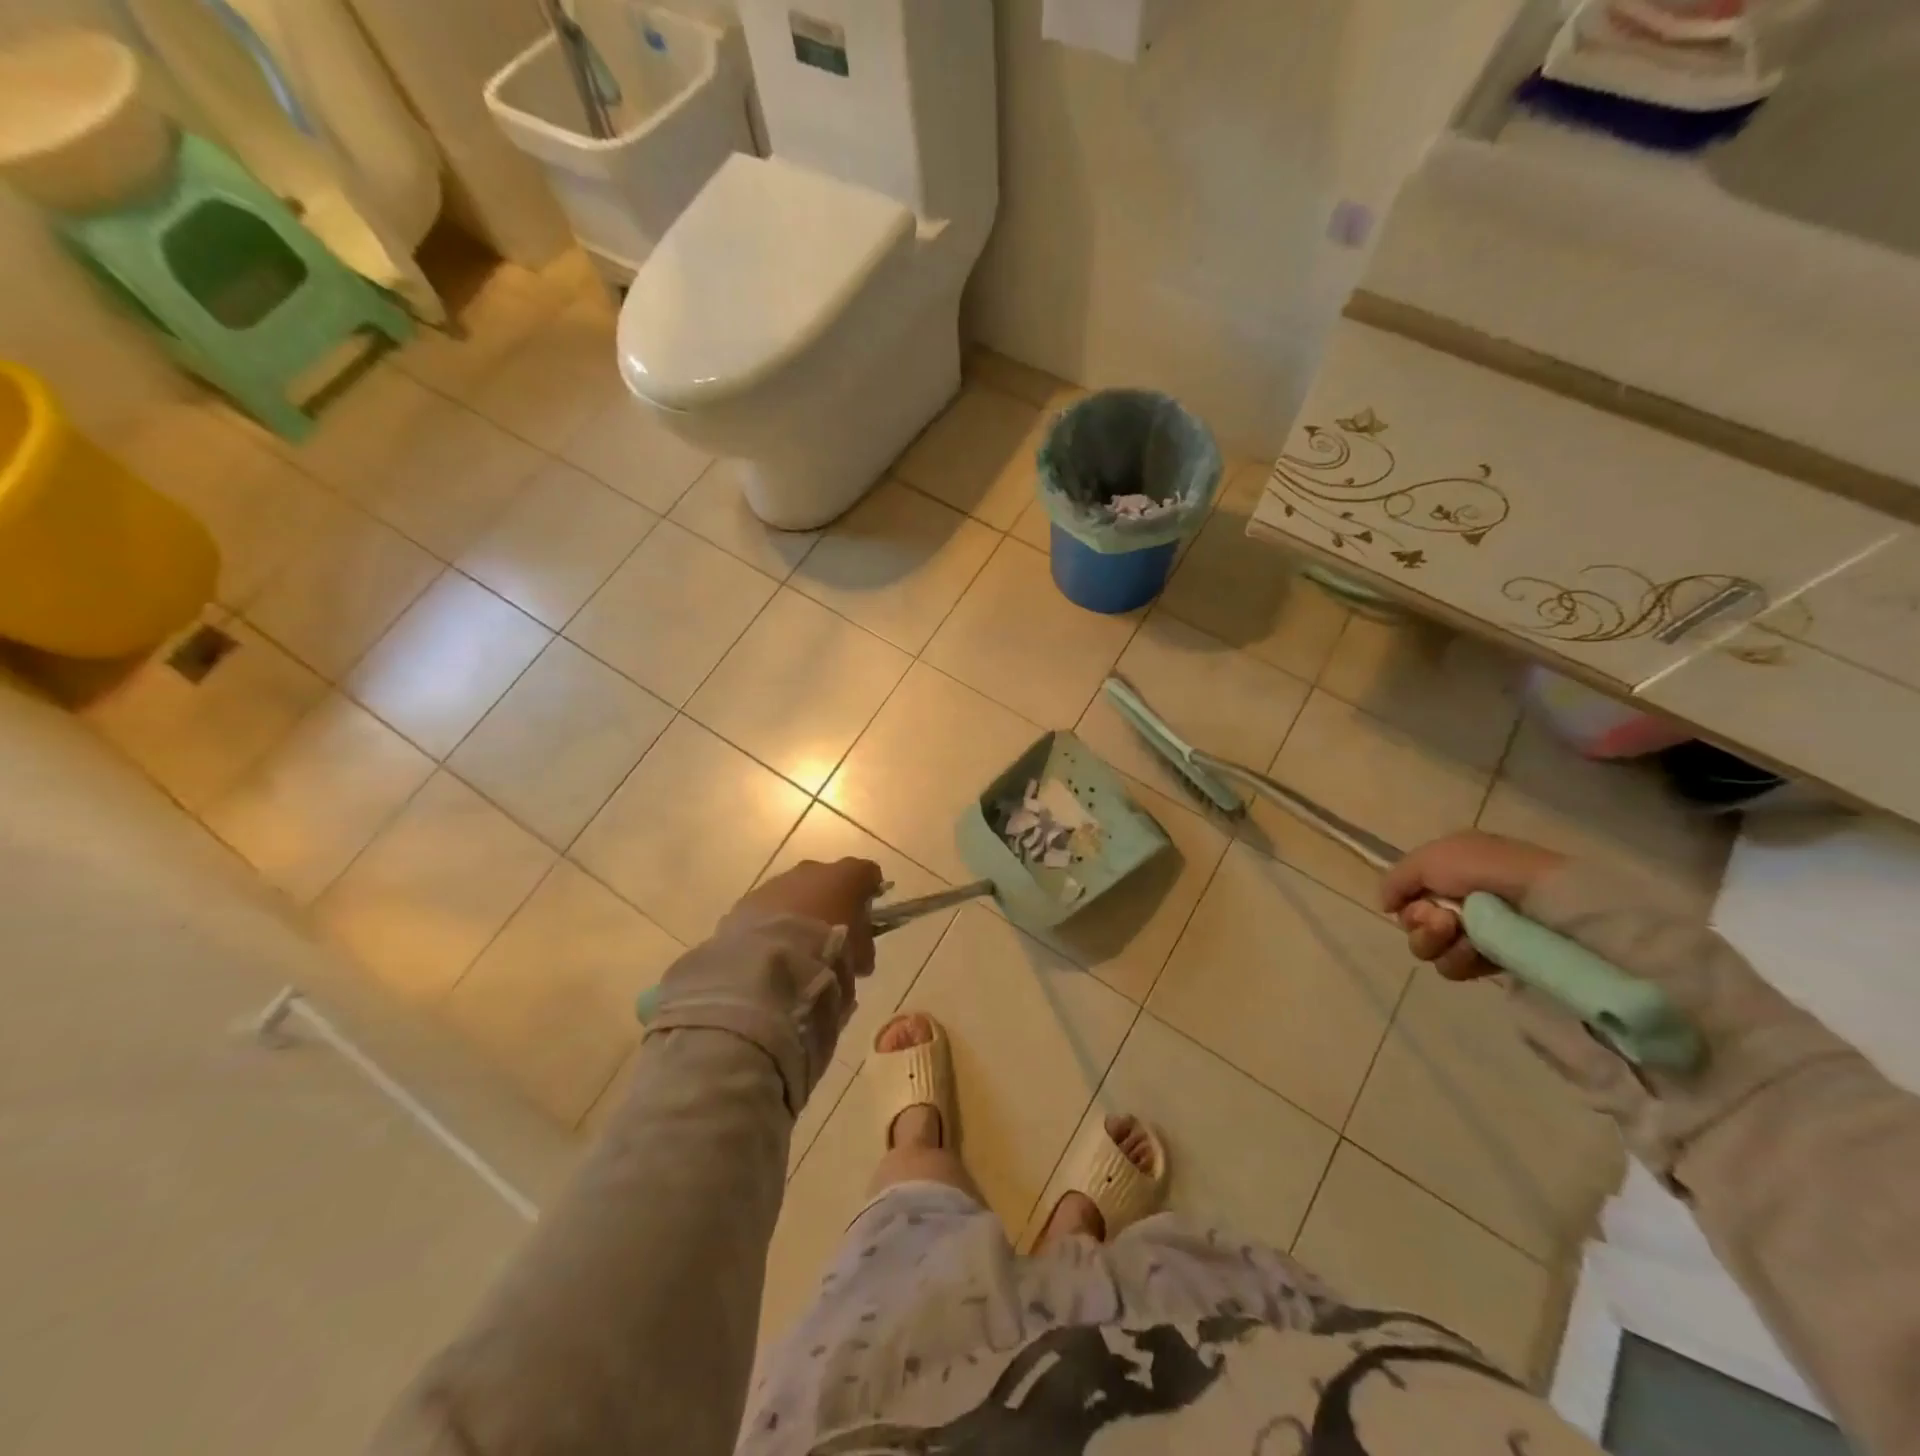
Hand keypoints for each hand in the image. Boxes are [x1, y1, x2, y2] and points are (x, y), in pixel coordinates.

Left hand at [723, 857, 884, 984]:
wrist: (772, 956)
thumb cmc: (829, 949)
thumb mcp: (858, 955)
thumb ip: (863, 948)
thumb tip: (862, 957)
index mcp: (846, 876)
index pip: (866, 873)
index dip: (869, 891)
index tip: (868, 912)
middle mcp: (813, 870)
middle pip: (828, 879)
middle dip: (830, 900)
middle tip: (832, 932)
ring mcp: (779, 882)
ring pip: (795, 891)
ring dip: (800, 910)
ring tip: (799, 944)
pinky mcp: (750, 899)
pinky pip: (769, 907)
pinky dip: (774, 921)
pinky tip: (774, 946)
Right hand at [1380, 832, 1566, 979]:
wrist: (1549, 902)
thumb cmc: (1489, 870)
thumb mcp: (1431, 857)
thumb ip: (1396, 878)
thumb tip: (1385, 905)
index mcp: (1449, 872)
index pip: (1407, 896)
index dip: (1406, 902)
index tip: (1419, 902)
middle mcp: (1459, 902)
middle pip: (1413, 924)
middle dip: (1419, 923)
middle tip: (1443, 919)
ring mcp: (1478, 934)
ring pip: (1428, 949)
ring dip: (1435, 942)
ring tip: (1461, 934)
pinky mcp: (1494, 962)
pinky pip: (1453, 968)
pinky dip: (1458, 959)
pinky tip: (1476, 950)